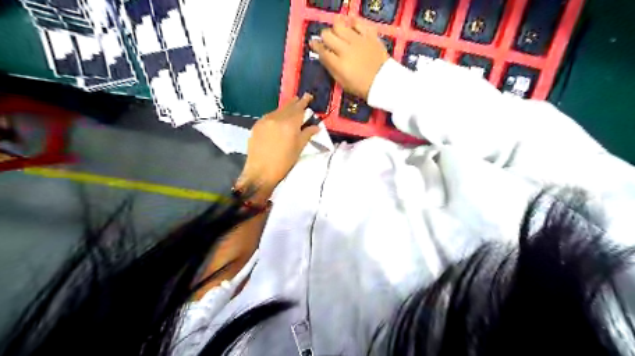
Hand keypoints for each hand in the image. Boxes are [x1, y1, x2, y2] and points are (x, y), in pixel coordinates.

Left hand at [235, 93, 319, 201]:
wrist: (260, 172)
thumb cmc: (283, 162)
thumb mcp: (299, 148)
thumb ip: (307, 134)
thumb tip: (316, 126)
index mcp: (289, 124)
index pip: (299, 108)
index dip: (305, 102)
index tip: (308, 96)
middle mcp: (276, 118)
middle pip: (288, 106)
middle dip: (295, 102)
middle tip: (301, 99)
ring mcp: (265, 121)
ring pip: (278, 110)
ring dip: (285, 109)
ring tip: (290, 109)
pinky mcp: (257, 125)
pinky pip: (269, 116)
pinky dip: (276, 115)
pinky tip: (278, 119)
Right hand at [311, 17, 388, 101]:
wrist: (384, 82)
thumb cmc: (362, 87)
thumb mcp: (343, 83)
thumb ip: (331, 69)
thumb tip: (323, 57)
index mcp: (338, 64)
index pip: (322, 50)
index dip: (315, 46)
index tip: (313, 44)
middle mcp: (345, 49)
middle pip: (327, 35)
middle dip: (325, 37)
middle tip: (328, 41)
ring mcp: (358, 40)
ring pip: (339, 25)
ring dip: (336, 28)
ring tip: (339, 33)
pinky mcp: (369, 35)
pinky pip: (357, 22)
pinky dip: (353, 24)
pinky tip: (352, 29)